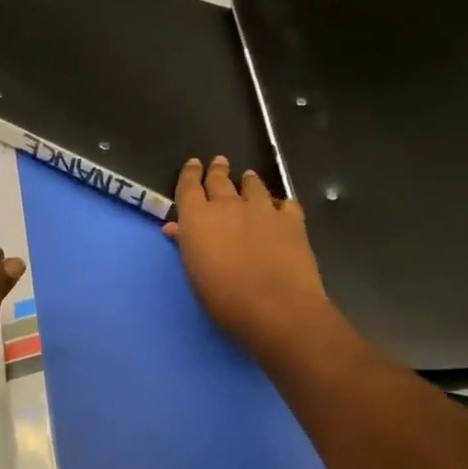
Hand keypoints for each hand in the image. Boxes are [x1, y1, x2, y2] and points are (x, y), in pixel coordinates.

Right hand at [165, 156, 329, 355]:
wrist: (275, 306)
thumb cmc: (223, 297)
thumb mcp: (195, 272)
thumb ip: (186, 244)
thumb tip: (175, 227)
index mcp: (197, 218)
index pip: (189, 187)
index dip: (190, 174)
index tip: (193, 164)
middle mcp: (228, 205)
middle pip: (220, 180)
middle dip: (217, 170)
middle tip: (218, 162)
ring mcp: (262, 209)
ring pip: (253, 186)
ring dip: (248, 181)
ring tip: (248, 177)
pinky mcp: (292, 220)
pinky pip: (285, 203)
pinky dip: (279, 203)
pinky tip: (280, 207)